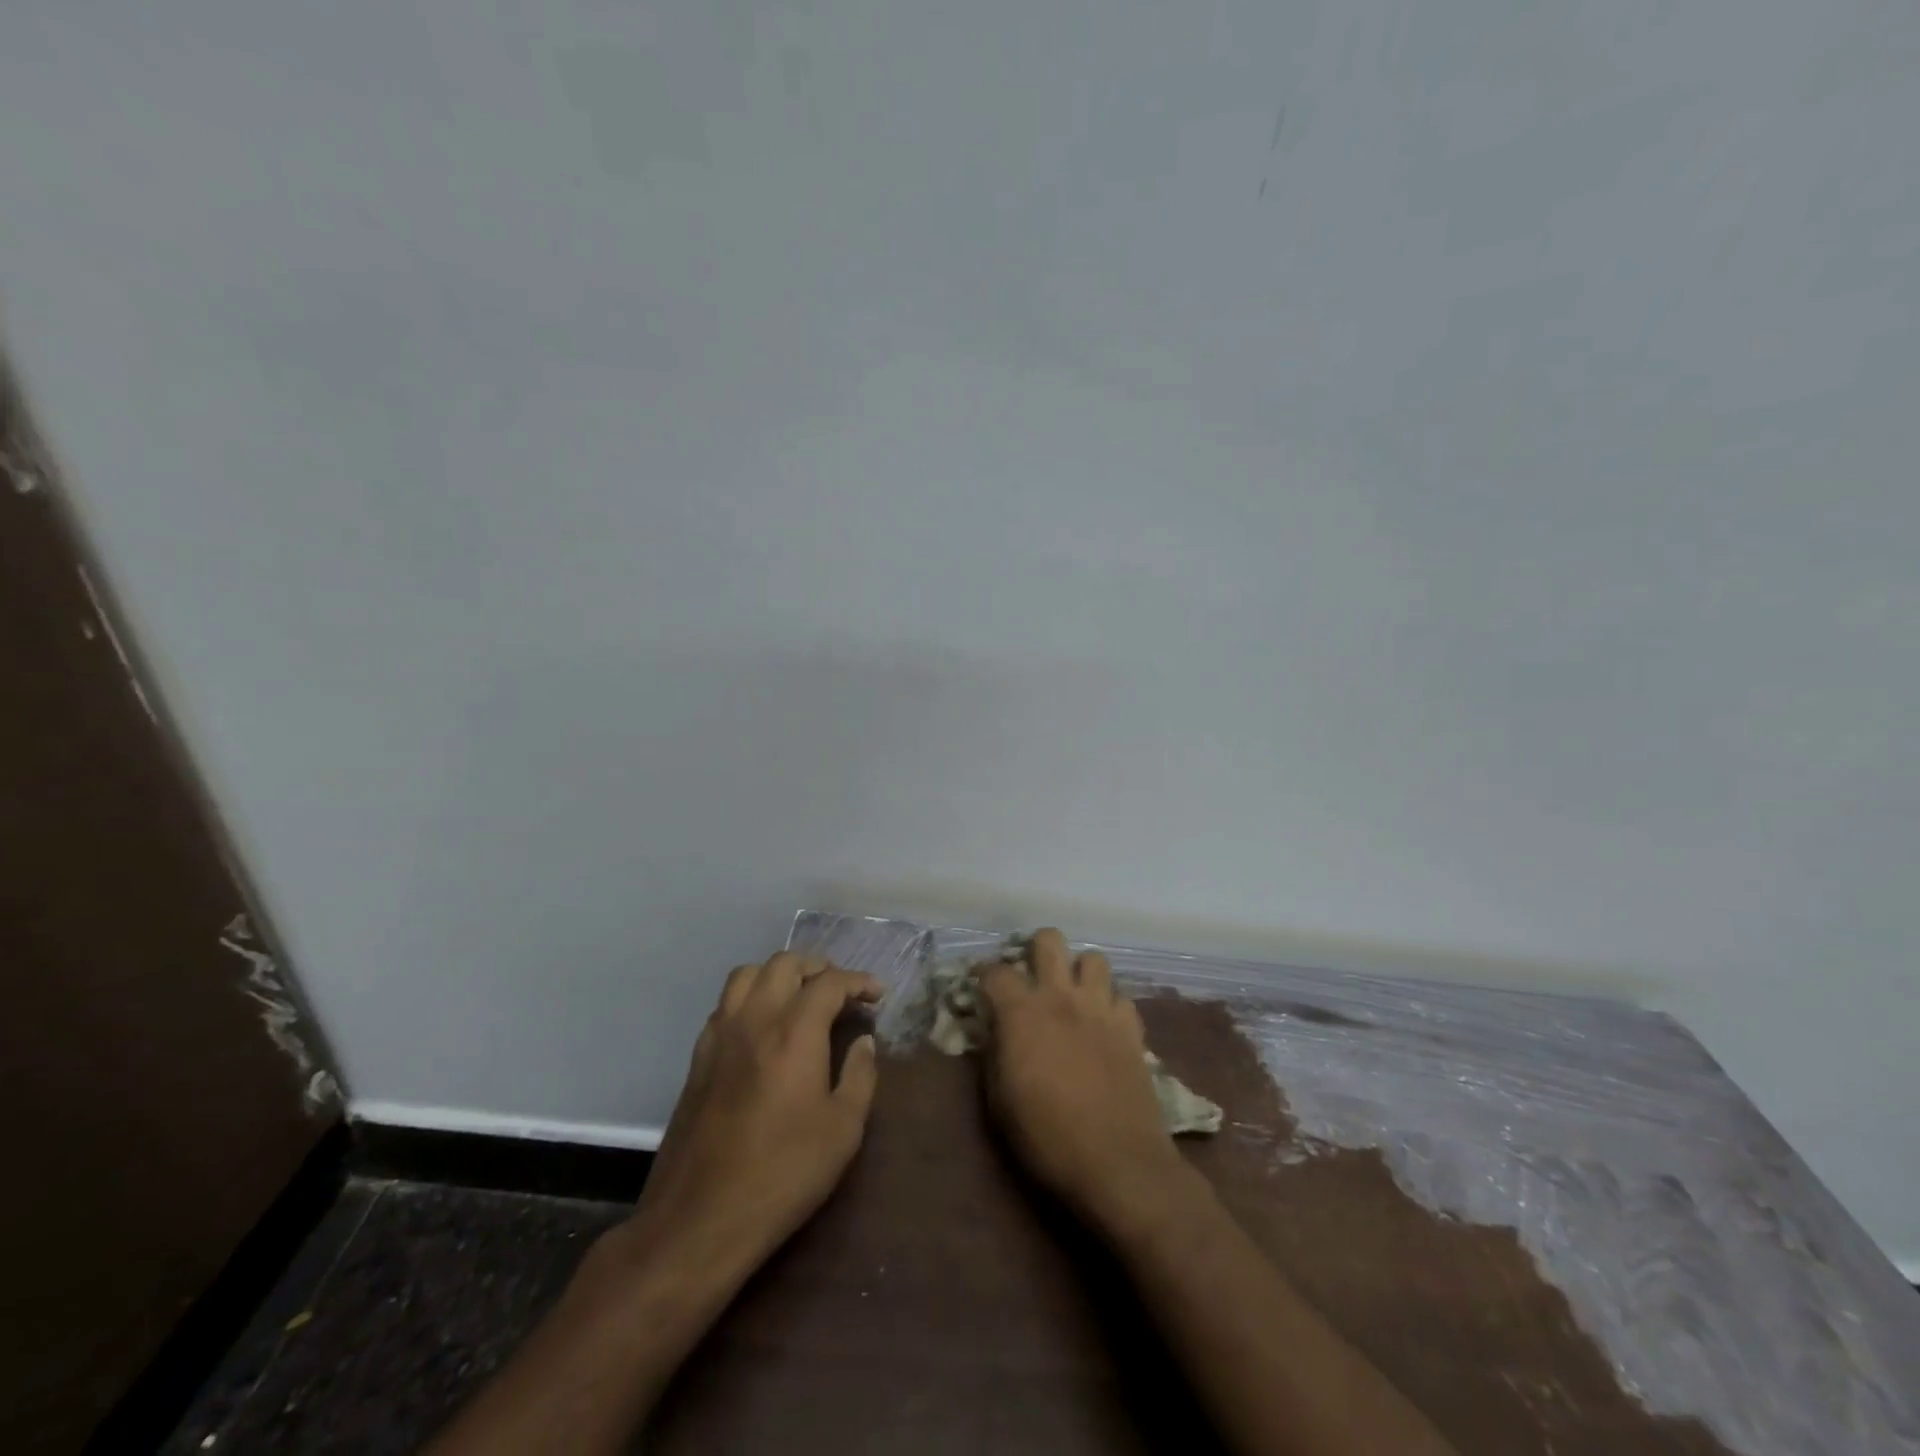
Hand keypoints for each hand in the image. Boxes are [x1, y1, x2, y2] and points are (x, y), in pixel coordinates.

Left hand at [624, 952, 882, 1275]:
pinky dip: (750, 996)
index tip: (877, 995)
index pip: (830, 983)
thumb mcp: (843, 1131)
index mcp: (794, 1031)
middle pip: (785, 963)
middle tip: (840, 991)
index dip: (858, 982)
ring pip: (747, 974)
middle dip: (818, 967)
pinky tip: (763, 1025)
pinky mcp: (698, 1057)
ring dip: (779, 974)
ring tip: (800, 996)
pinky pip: (725, 1003)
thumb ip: (860, 1076)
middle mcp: (754, 1019)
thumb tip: (864, 1041)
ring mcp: (720, 1035)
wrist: (700, 1219)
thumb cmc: (783, 1174)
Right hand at [978, 928, 1183, 1223]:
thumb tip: (994, 1030)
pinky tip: (1104, 1026)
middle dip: (1037, 949)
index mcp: (1022, 1012)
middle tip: (1032, 976)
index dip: (984, 975)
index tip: (982, 988)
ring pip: (1094, 958)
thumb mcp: (999, 1101)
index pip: (996, 971)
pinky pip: (1121, 997)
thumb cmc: (1047, 1137)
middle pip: (1050, 940)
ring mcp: (1101, 1008)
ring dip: (1080, 972)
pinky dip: (1110, 1005)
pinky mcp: (1131, 1027)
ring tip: (1073, 996)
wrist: (1117, 1162)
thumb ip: (994, 1053)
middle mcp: (1061, 996)